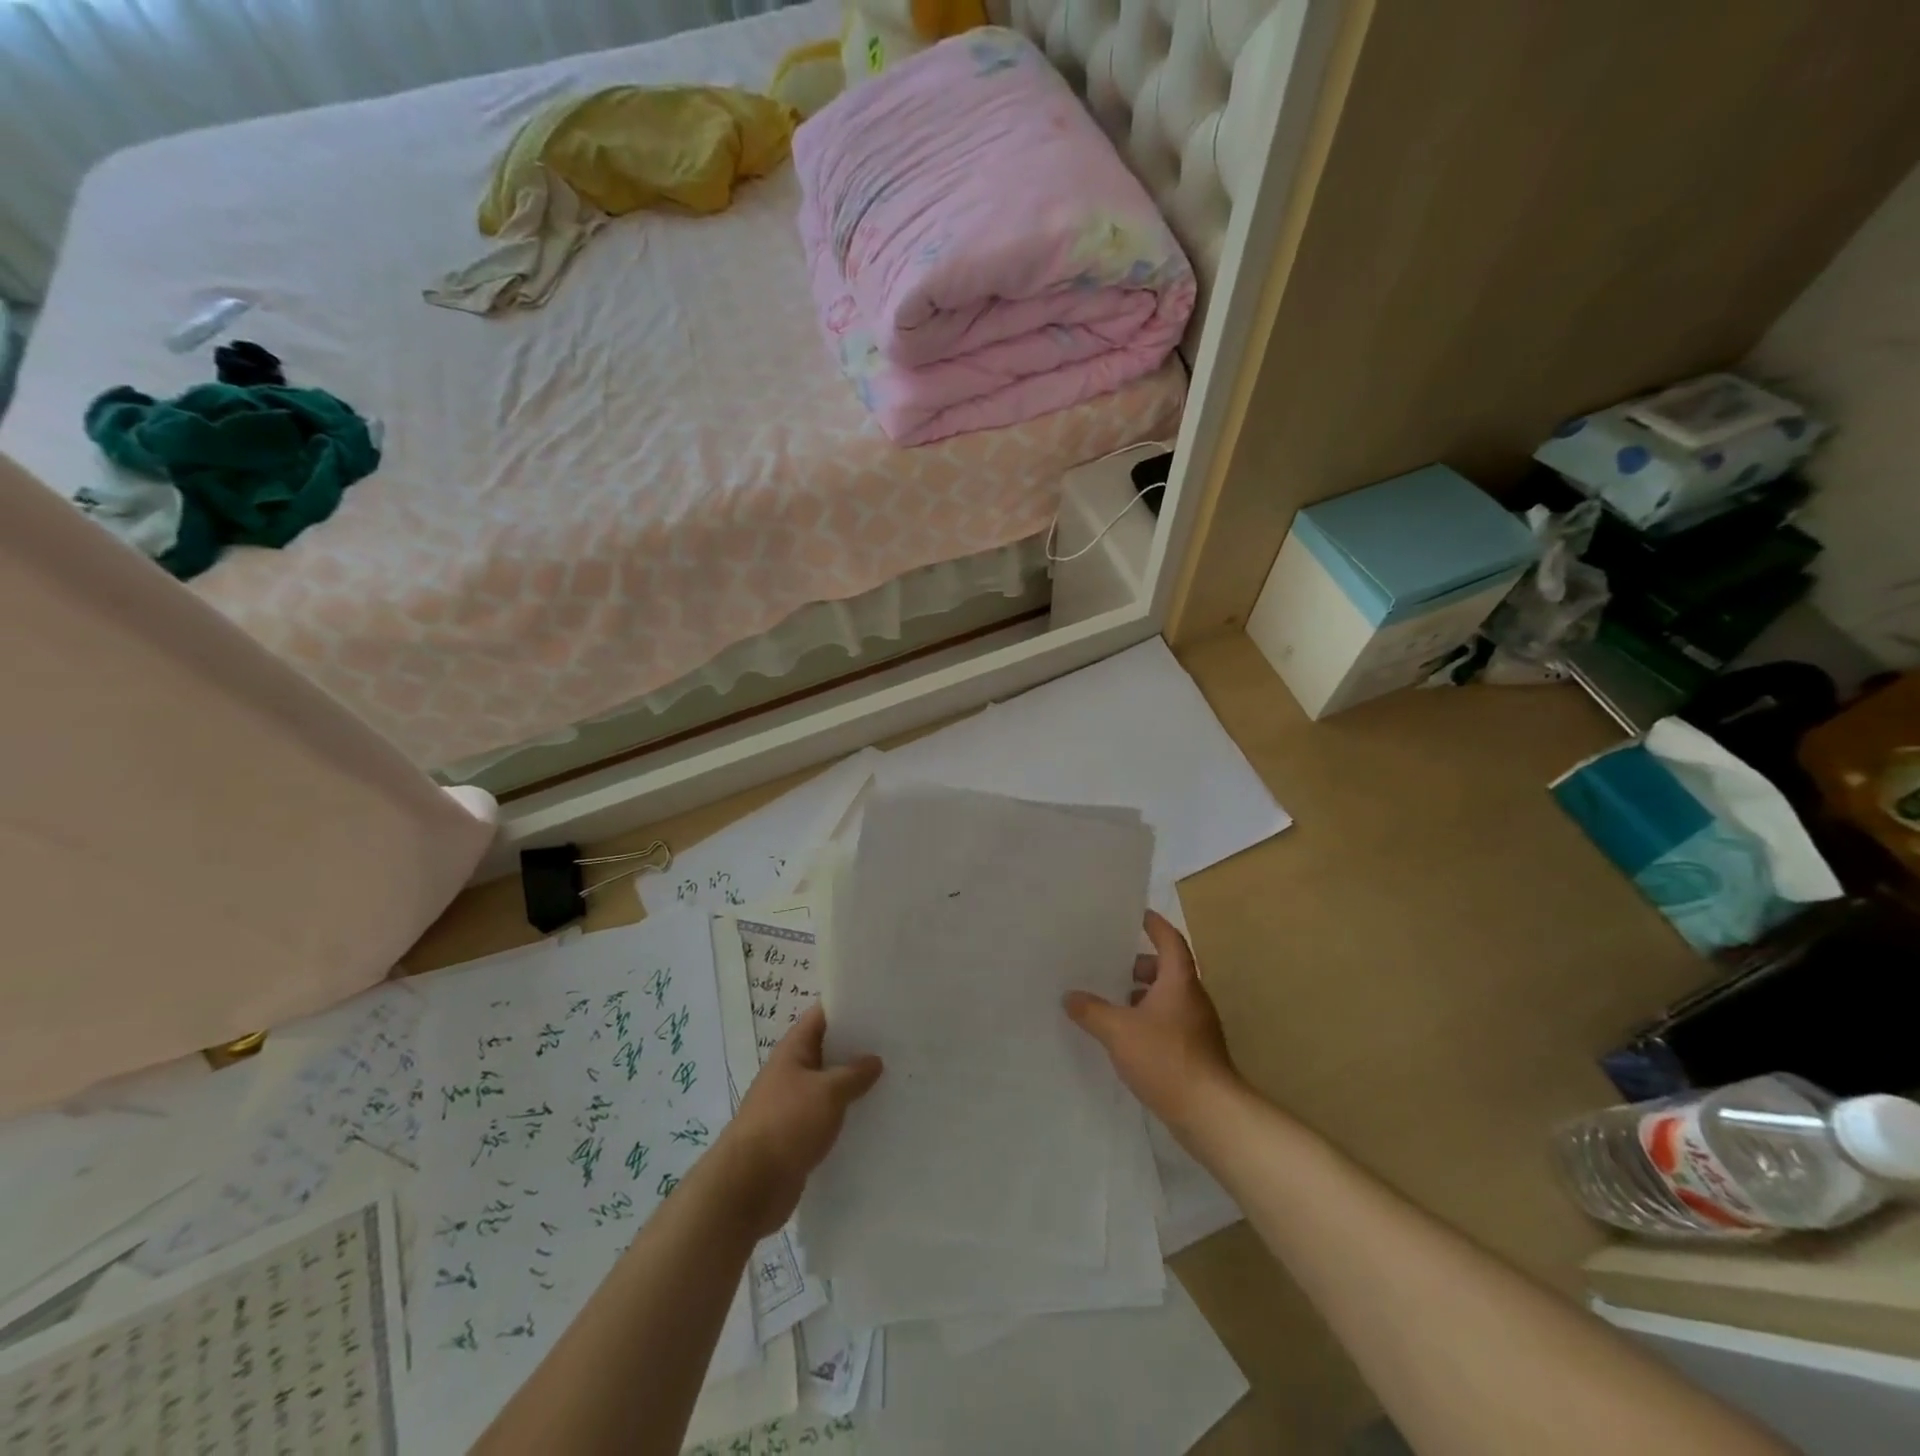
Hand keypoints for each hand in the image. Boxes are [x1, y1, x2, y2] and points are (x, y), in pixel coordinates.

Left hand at [706, 1003, 882, 1238]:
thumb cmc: (787, 1124)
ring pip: (831, 1085)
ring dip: (855, 1083)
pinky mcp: (799, 1135)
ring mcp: (794, 1104)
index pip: (822, 1016)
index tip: (881, 1004)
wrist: (750, 1186)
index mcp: (793, 1050)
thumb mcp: (828, 1092)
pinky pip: (828, 1116)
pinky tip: (875, 1116)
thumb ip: (854, 1073)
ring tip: (894, 1077)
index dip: (849, 1006)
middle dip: (859, 1047)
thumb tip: (875, 1059)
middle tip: (897, 1042)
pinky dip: (848, 1114)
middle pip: (829, 1050)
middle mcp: (792, 1072)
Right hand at [1064, 911, 1239, 1133]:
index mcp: (1179, 981)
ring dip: (1143, 995)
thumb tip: (1070, 996)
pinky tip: (1126, 1036)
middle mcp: (1192, 998)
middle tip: (1112, 964)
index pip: (1169, 940)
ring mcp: (1197, 1027)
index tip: (1138, 914)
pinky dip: (1149, 1019)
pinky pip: (1169, 1022)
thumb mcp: (1118, 1031)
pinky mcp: (1196, 1052)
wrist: (1210, 1112)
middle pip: (1168, 969)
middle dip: (1140, 964)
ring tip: (1112, 1001)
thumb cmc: (1165, 1058)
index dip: (1155, 925)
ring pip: (1168, 998)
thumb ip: (1092, 1011)